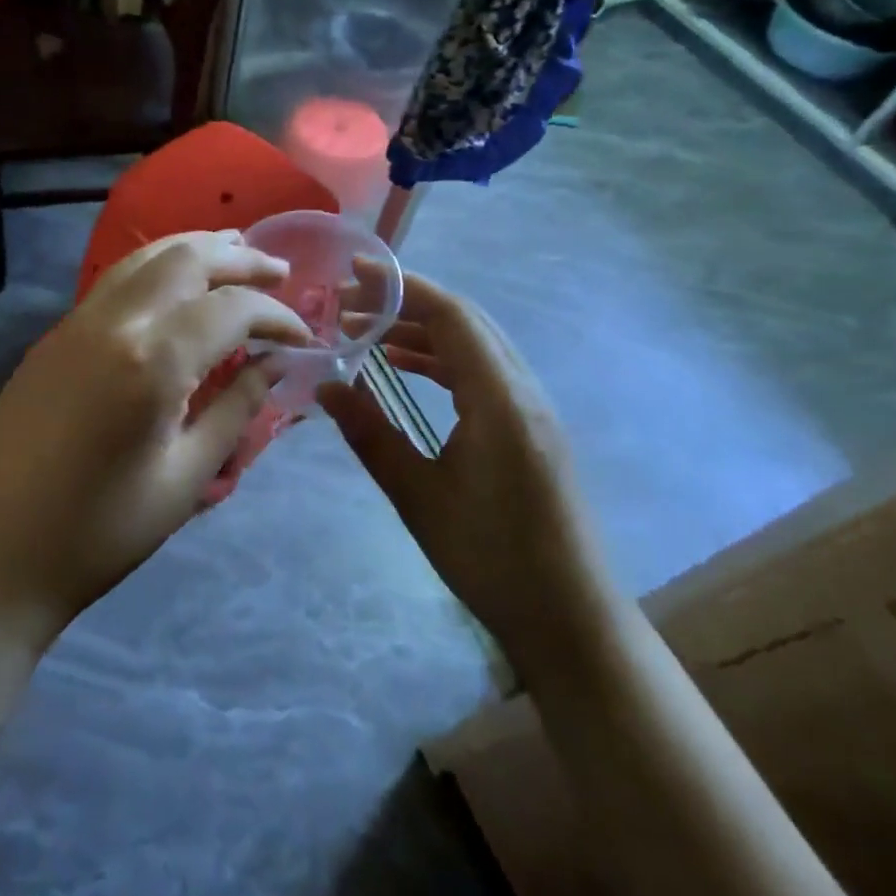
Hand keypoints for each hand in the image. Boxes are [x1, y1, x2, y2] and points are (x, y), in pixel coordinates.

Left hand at [0, 231, 309, 642]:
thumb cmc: (102, 532)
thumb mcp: (186, 477)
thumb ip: (237, 408)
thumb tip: (275, 364)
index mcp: (152, 361)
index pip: (231, 309)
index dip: (276, 315)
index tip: (303, 336)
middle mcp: (113, 322)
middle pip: (187, 260)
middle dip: (240, 259)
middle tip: (279, 271)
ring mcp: (76, 322)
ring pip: (145, 257)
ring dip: (195, 248)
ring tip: (234, 251)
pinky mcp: (54, 335)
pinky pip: (115, 280)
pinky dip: (157, 266)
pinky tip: (175, 283)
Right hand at [317, 274, 608, 671]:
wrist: (571, 621)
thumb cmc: (492, 560)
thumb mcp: (418, 497)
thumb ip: (371, 434)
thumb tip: (324, 386)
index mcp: (500, 400)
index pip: (451, 317)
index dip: (402, 287)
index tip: (354, 274)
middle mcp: (522, 391)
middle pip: (464, 322)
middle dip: (405, 304)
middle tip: (348, 305)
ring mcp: (531, 408)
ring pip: (473, 345)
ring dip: (421, 331)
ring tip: (366, 334)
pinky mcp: (529, 427)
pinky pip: (481, 372)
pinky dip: (440, 359)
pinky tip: (405, 369)